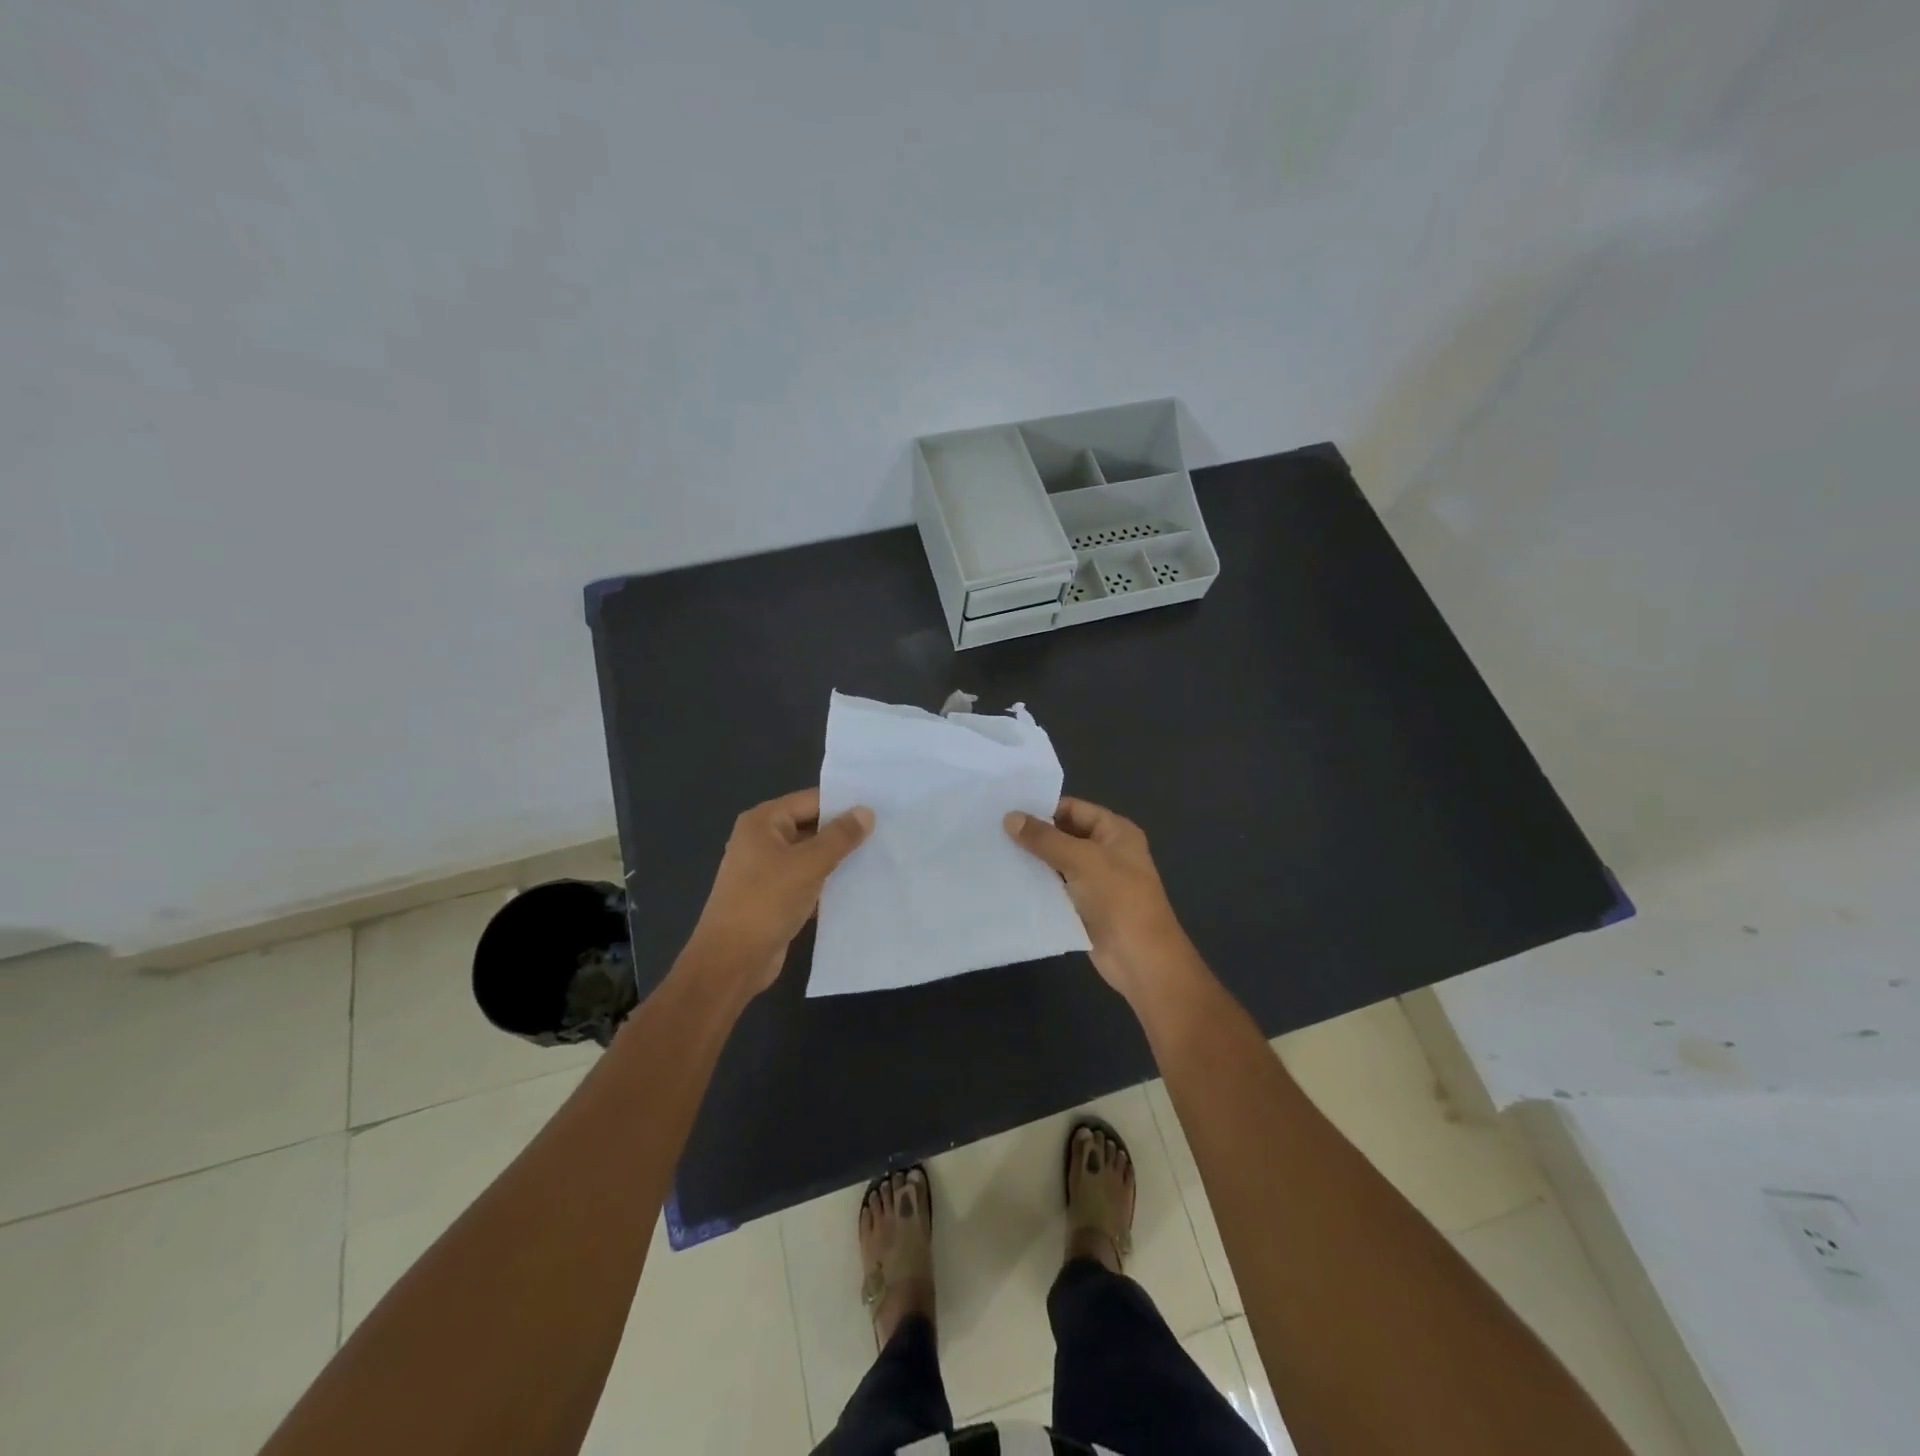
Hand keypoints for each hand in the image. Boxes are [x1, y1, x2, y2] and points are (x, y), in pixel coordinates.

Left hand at [687, 788, 873, 994]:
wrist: (731, 961)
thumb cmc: (766, 902)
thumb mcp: (808, 864)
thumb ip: (839, 837)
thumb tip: (866, 811)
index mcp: (763, 822)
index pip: (811, 800)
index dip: (844, 804)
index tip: (881, 809)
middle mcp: (762, 840)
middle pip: (811, 826)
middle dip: (844, 832)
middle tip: (886, 832)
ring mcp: (767, 870)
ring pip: (811, 855)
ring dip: (839, 859)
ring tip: (879, 856)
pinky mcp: (775, 896)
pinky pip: (808, 879)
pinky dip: (828, 881)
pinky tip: (859, 885)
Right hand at [1004, 797, 1194, 1001]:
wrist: (1139, 958)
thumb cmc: (1118, 899)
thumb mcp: (1082, 860)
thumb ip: (1045, 838)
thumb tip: (1010, 817)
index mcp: (1116, 832)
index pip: (1074, 809)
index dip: (1043, 808)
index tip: (1007, 809)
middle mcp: (1106, 851)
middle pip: (1064, 834)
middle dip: (1034, 834)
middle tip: (993, 830)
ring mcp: (1095, 880)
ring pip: (1057, 862)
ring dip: (1032, 859)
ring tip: (994, 851)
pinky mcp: (1083, 906)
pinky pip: (1055, 887)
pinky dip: (1036, 883)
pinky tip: (1008, 879)